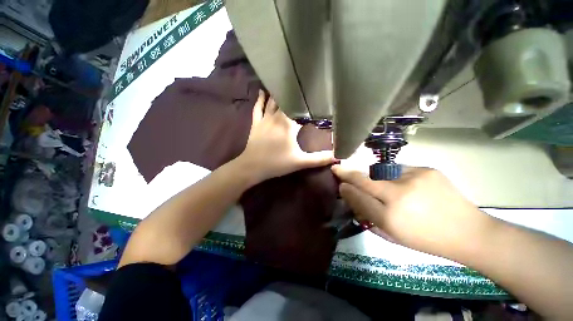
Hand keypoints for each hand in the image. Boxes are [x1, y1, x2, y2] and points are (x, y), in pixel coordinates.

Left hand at [235, 91, 334, 183]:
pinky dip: (260, 99)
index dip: (309, 102)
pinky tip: (263, 91)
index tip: (317, 95)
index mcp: (289, 124)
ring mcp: (265, 119)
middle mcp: (277, 117)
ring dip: (278, 93)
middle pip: (287, 101)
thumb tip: (338, 157)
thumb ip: (319, 159)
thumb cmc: (277, 163)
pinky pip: (258, 107)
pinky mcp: (256, 123)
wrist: (252, 167)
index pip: (301, 109)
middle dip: (295, 94)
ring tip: (285, 81)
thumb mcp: (300, 162)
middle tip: (303, 84)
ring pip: (272, 101)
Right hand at [331, 165, 494, 258]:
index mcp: (391, 216)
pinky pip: (399, 169)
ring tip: (382, 185)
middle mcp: (400, 194)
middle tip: (340, 169)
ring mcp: (415, 178)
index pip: (358, 195)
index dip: (345, 184)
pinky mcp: (427, 170)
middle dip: (350, 173)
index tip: (336, 174)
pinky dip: (394, 175)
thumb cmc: (425, 239)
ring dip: (374, 176)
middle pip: (365, 178)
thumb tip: (349, 192)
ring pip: (381, 172)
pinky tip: (404, 185)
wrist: (469, 233)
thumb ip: (366, 212)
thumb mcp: (391, 233)